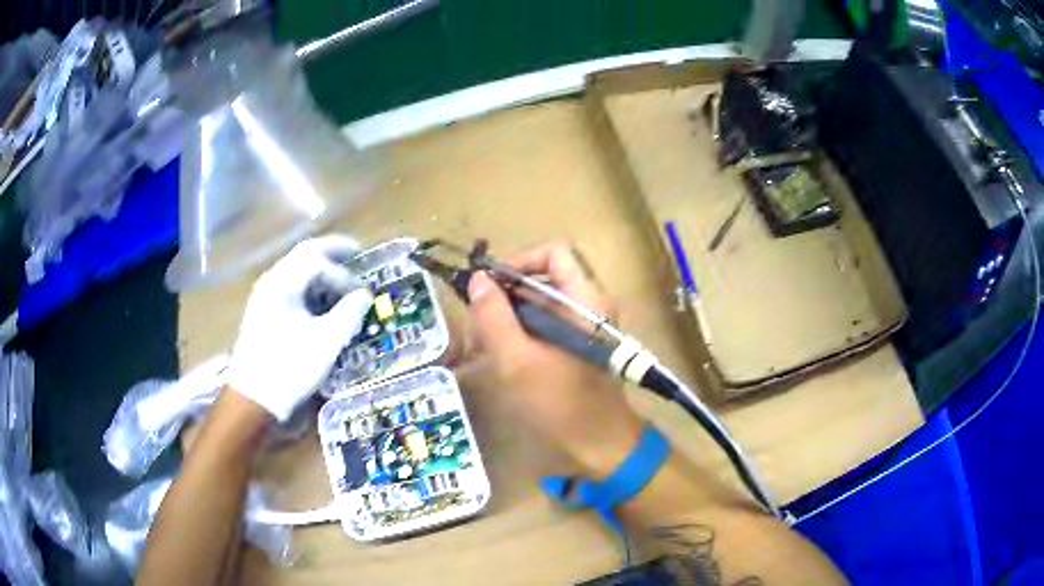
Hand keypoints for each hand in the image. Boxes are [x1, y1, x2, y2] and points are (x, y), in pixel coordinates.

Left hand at [226, 235, 372, 421]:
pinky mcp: (262, 312)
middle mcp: (271, 281)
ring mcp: (263, 296)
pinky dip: (309, 285)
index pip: (317, 259)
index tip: (361, 294)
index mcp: (283, 282)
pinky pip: (289, 286)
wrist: (253, 397)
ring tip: (341, 279)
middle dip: (332, 252)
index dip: (343, 272)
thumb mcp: (326, 341)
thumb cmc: (290, 366)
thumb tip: (365, 295)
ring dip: (320, 269)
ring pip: (295, 270)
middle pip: (304, 254)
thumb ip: (349, 313)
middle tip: (356, 252)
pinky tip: (319, 302)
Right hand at [467, 242, 644, 478]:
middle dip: (508, 295)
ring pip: (543, 304)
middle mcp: (589, 305)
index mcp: (585, 299)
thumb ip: (494, 317)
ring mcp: (586, 326)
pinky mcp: (579, 345)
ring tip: (486, 343)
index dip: (520, 261)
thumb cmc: (561, 403)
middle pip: (545, 278)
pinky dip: (523, 333)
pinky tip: (503, 357)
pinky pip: (548, 325)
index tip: (491, 287)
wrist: (600, 443)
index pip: (554, 252)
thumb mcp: (517, 360)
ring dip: (511, 317)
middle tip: (481, 321)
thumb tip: (479, 280)